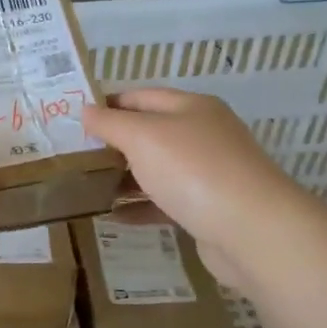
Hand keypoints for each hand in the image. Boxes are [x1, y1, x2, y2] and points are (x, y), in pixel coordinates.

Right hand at [82, 89, 302, 286]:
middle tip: (74, 156)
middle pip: (149, 133)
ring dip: (123, 177)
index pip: (140, 97)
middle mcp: (202, 135)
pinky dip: (139, 207)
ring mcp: (207, 173)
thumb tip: (85, 110)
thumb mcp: (143, 137)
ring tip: (87, 187)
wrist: (253, 231)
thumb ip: (110, 123)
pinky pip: (165, 202)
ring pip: (156, 169)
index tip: (73, 120)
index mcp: (191, 107)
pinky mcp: (207, 209)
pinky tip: (114, 216)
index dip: (107, 105)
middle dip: (112, 144)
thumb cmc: (193, 170)